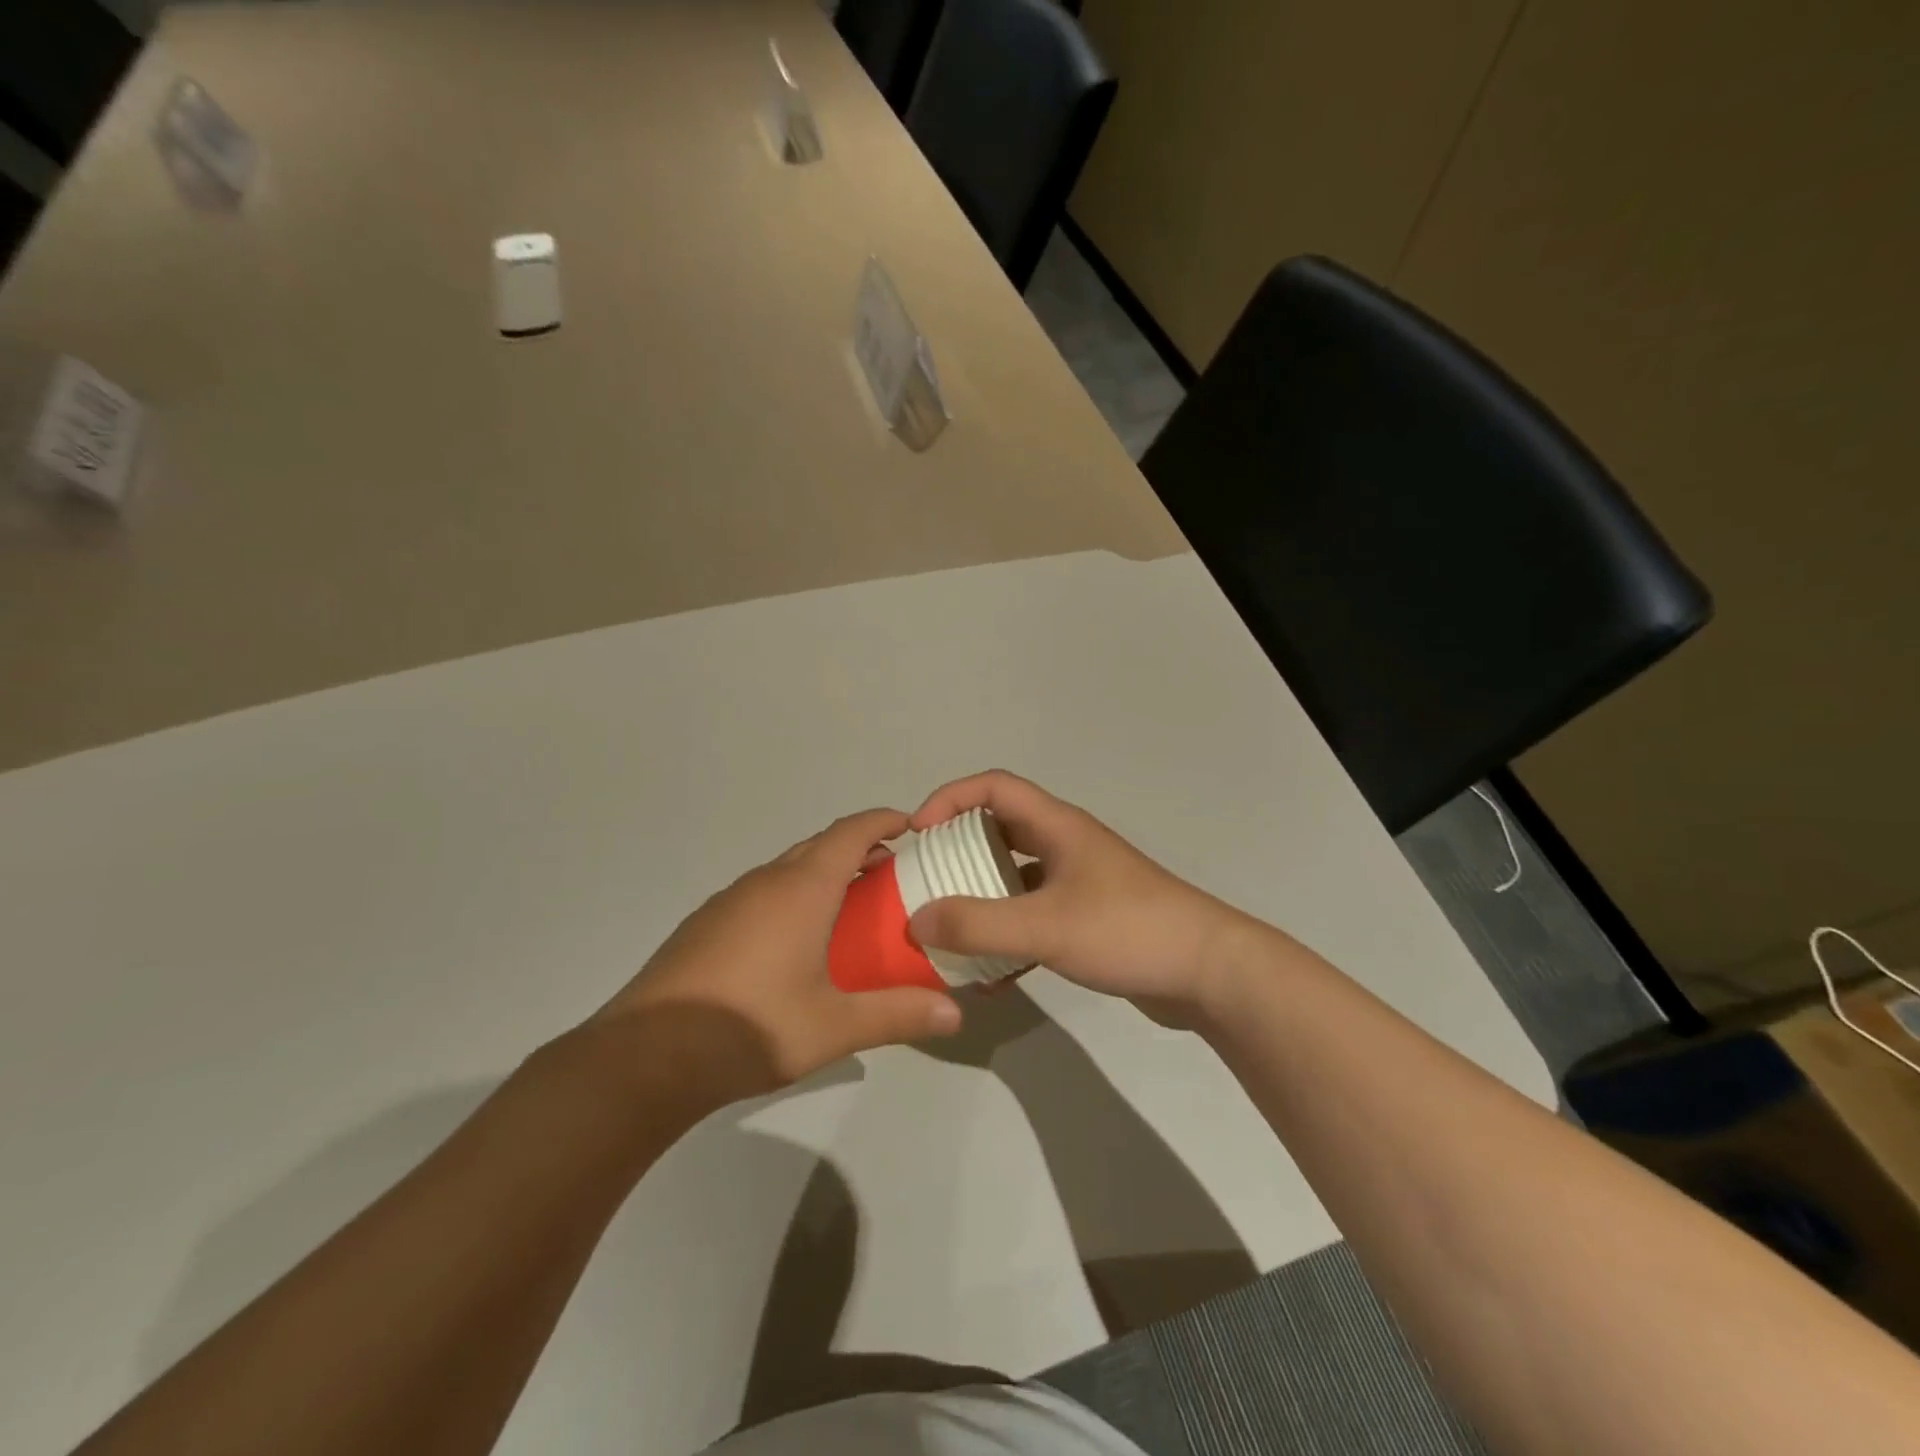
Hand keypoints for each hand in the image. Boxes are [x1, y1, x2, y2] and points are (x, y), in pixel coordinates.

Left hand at [597, 809, 961, 1103]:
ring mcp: (729, 901)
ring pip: (787, 869)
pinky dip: (791, 897)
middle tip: (891, 875)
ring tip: (849, 908)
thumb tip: (956, 1015)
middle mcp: (764, 882)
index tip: (910, 826)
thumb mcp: (834, 1027)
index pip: (849, 833)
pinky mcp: (705, 924)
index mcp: (800, 890)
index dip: (882, 822)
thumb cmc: (750, 1028)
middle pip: (819, 846)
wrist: (644, 1058)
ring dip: (822, 874)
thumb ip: (898, 1015)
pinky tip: (794, 943)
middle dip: (858, 849)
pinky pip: (761, 893)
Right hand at [905, 771, 1255, 1021]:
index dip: (950, 798)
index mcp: (1057, 827)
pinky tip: (990, 975)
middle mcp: (1065, 846)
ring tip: (947, 928)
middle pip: (999, 831)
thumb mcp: (1045, 926)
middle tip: (925, 883)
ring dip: (980, 896)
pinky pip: (1033, 915)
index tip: (917, 834)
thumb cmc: (1128, 930)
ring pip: (1014, 877)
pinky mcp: (1088, 919)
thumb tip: (916, 920)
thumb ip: (978, 923)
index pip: (994, 787)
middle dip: (957, 851)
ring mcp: (1079, 883)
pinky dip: (1007, 935)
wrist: (1209, 973)